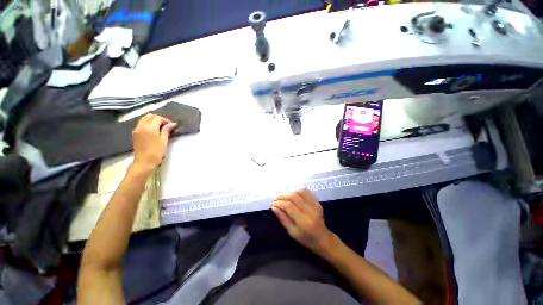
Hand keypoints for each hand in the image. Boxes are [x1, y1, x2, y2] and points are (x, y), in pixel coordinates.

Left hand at [132, 114, 176, 170]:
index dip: (165, 120)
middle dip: (158, 119)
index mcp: (150, 127)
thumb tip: (173, 123)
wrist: (145, 161)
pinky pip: (140, 124)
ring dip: (152, 120)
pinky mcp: (135, 134)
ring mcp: (137, 130)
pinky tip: (152, 131)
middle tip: (165, 125)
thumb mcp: (164, 140)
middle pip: (149, 116)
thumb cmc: (157, 151)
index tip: (171, 126)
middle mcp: (141, 126)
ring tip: (159, 128)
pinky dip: (147, 124)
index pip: (158, 118)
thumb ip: (167, 130)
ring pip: (144, 119)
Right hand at [272, 189, 336, 254]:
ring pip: (299, 192)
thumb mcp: (292, 231)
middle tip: (275, 198)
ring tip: (282, 196)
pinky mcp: (317, 201)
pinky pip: (306, 191)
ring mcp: (315, 204)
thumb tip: (274, 207)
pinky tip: (292, 193)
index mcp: (304, 221)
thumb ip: (283, 218)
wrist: (323, 237)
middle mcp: (310, 210)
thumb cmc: (306, 238)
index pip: (289, 206)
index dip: (280, 203)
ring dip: (289, 192)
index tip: (273, 203)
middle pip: (294, 197)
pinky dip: (297, 190)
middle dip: (283, 196)